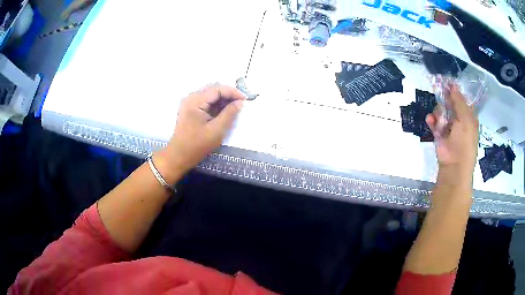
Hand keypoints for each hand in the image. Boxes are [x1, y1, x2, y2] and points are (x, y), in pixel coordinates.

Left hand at [155, 85, 244, 181]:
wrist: (179, 156)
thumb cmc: (197, 145)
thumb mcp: (217, 130)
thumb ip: (229, 114)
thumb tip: (240, 102)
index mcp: (195, 101)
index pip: (217, 89)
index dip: (233, 92)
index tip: (245, 100)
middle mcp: (191, 97)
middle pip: (213, 89)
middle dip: (228, 94)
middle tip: (241, 103)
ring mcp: (189, 102)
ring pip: (210, 94)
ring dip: (223, 99)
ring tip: (234, 107)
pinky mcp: (190, 108)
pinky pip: (205, 100)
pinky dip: (216, 104)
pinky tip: (224, 111)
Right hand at [426, 85, 478, 176]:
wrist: (454, 165)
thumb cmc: (464, 142)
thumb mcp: (466, 119)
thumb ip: (459, 101)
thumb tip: (453, 85)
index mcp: (469, 117)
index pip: (462, 99)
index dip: (455, 91)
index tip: (447, 83)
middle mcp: (459, 120)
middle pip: (450, 103)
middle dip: (445, 99)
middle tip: (440, 94)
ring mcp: (449, 127)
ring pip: (441, 111)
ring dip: (438, 111)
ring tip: (439, 118)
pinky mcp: (439, 134)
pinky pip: (434, 122)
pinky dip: (432, 120)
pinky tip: (431, 120)